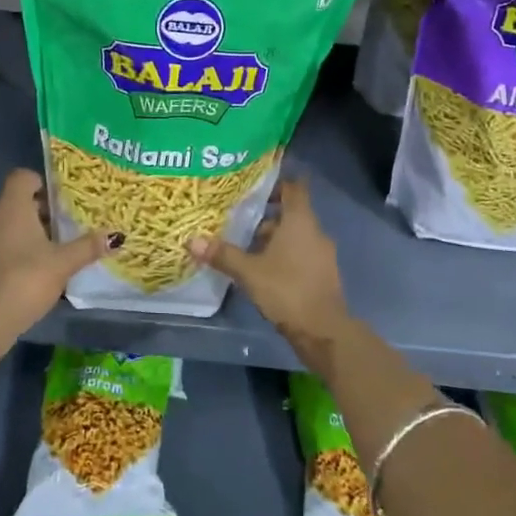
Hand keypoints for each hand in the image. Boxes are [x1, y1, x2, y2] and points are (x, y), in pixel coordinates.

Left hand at [0, 169, 114, 341]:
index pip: (22, 177)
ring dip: (31, 231)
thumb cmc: (28, 277)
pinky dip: (19, 249)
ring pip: (10, 224)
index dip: (41, 182)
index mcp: (12, 207)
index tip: (61, 198)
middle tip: (67, 223)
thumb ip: (88, 246)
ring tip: (56, 247)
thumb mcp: (64, 262)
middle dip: (42, 209)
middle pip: (18, 201)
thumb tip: (116, 236)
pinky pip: (3, 244)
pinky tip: (38, 268)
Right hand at [190, 178, 350, 353]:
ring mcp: (323, 254)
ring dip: (275, 239)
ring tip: (247, 248)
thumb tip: (192, 240)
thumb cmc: (286, 290)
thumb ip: (223, 254)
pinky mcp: (324, 274)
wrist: (323, 331)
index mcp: (300, 221)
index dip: (277, 183)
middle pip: (292, 213)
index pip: (294, 188)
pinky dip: (285, 255)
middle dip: (267, 216)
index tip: (255, 186)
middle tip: (240, 220)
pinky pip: (302, 254)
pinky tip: (265, 271)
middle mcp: (315, 231)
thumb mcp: (249, 272)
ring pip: (296, 236)